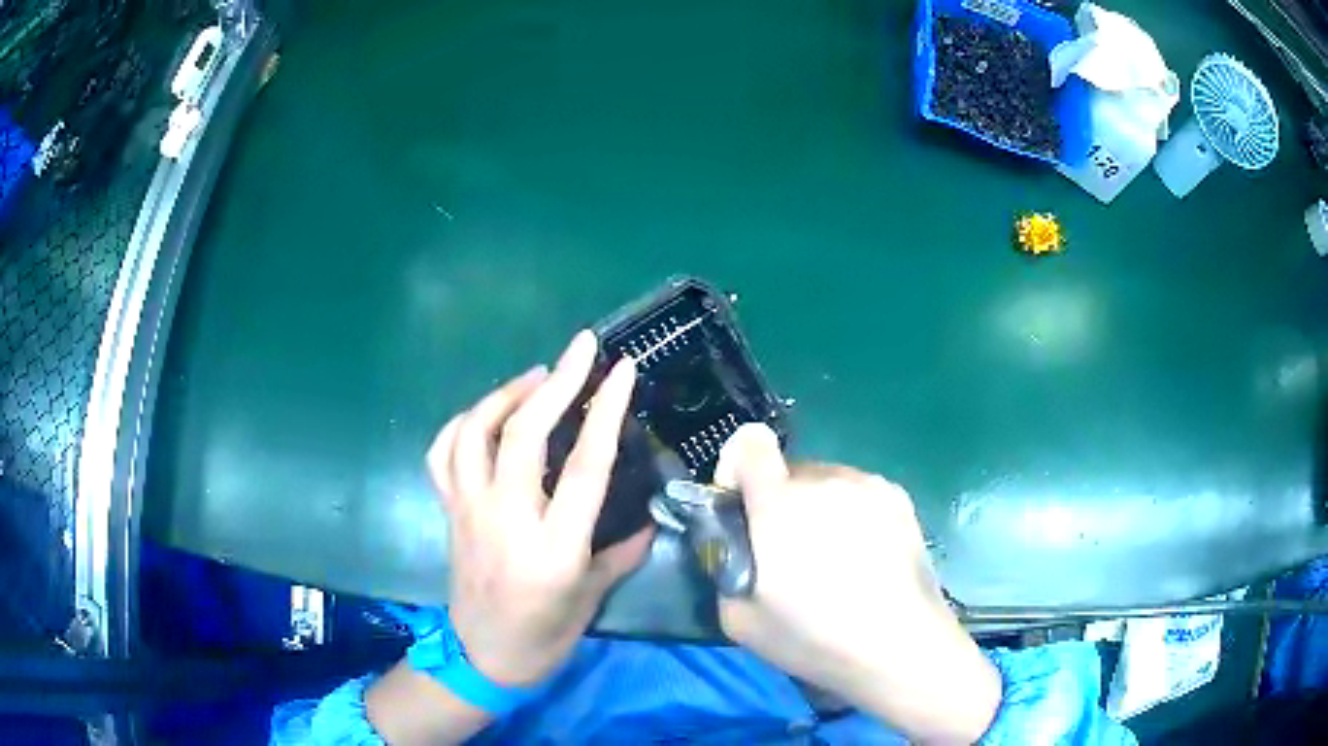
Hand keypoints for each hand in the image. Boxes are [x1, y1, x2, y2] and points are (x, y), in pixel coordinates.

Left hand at [427, 330, 653, 685]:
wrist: (482, 657)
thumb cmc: (545, 636)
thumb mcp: (593, 598)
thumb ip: (623, 552)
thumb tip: (651, 516)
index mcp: (554, 547)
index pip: (586, 465)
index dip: (605, 410)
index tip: (621, 368)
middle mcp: (507, 520)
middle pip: (525, 434)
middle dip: (557, 381)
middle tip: (581, 347)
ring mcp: (470, 511)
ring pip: (476, 433)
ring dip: (506, 394)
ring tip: (537, 376)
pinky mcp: (449, 511)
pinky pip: (444, 453)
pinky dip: (463, 422)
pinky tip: (486, 413)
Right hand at [714, 424, 1000, 744]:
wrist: (900, 646)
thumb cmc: (815, 638)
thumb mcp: (740, 620)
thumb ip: (724, 569)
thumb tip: (736, 549)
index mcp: (780, 503)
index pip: (749, 441)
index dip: (736, 467)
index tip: (741, 507)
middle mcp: (825, 480)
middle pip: (788, 470)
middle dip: (778, 503)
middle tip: (790, 555)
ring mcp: (868, 485)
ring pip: (826, 483)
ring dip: (817, 509)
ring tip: (834, 561)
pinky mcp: (900, 498)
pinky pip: (858, 494)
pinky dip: (851, 515)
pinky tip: (865, 559)